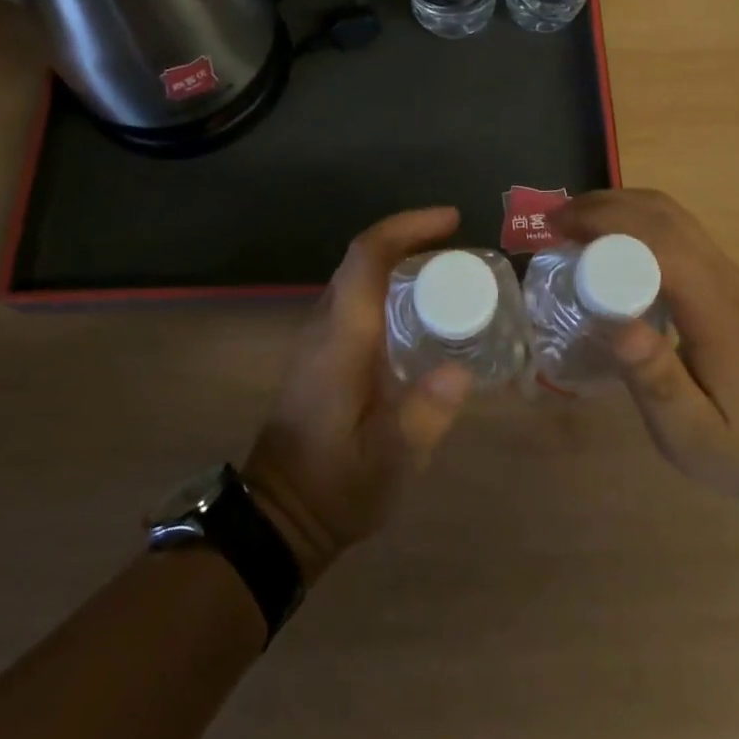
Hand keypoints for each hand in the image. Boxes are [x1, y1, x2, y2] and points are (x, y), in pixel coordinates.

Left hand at [243, 207, 473, 582]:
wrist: (278, 516)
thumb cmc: (333, 487)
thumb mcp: (387, 463)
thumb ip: (422, 417)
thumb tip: (460, 370)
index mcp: (341, 337)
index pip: (367, 256)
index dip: (408, 227)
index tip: (452, 221)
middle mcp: (326, 325)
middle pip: (362, 258)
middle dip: (410, 237)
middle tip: (459, 246)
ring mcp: (319, 338)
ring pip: (357, 276)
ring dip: (400, 259)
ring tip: (449, 272)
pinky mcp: (322, 354)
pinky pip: (357, 298)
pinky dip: (390, 285)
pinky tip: (422, 313)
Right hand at [555, 189, 738, 502]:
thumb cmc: (736, 446)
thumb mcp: (689, 431)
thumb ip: (655, 379)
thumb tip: (615, 322)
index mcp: (715, 310)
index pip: (660, 242)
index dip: (606, 224)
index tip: (557, 230)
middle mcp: (724, 276)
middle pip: (662, 214)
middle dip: (603, 206)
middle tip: (552, 223)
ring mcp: (726, 271)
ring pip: (670, 213)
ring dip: (618, 206)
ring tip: (571, 224)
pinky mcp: (721, 275)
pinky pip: (674, 227)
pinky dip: (634, 218)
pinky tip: (606, 240)